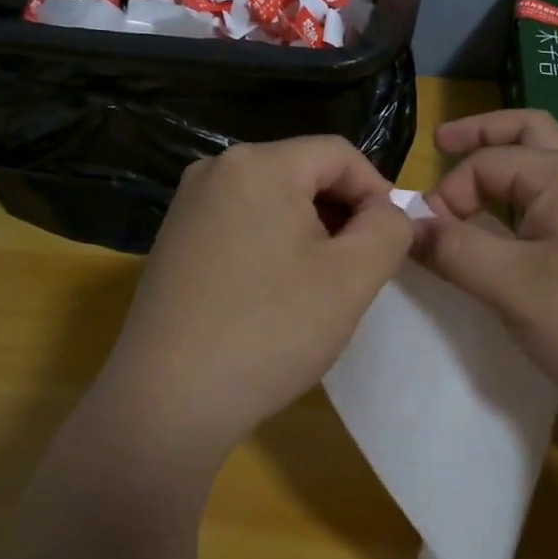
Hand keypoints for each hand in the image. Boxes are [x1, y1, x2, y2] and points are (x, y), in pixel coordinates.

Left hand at [72, 137, 415, 478]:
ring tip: (321, 285)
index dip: (377, 191)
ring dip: (311, 231)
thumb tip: (388, 211)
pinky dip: (273, 245)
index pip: (339, 154)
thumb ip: (390, 228)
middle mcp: (216, 169)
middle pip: (304, 172)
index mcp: (258, 164)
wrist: (166, 404)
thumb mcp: (352, 277)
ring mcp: (188, 205)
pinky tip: (276, 294)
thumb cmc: (270, 331)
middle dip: (342, 213)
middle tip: (359, 267)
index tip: (391, 240)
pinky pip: (242, 222)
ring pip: (274, 199)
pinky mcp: (174, 240)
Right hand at [414, 110, 557, 427]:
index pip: (486, 163)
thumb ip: (456, 251)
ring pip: (549, 158)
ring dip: (508, 158)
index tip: (427, 238)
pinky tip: (517, 219)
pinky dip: (529, 189)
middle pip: (527, 130)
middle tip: (442, 142)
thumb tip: (408, 225)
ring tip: (473, 174)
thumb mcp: (514, 288)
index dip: (448, 194)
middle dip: (481, 133)